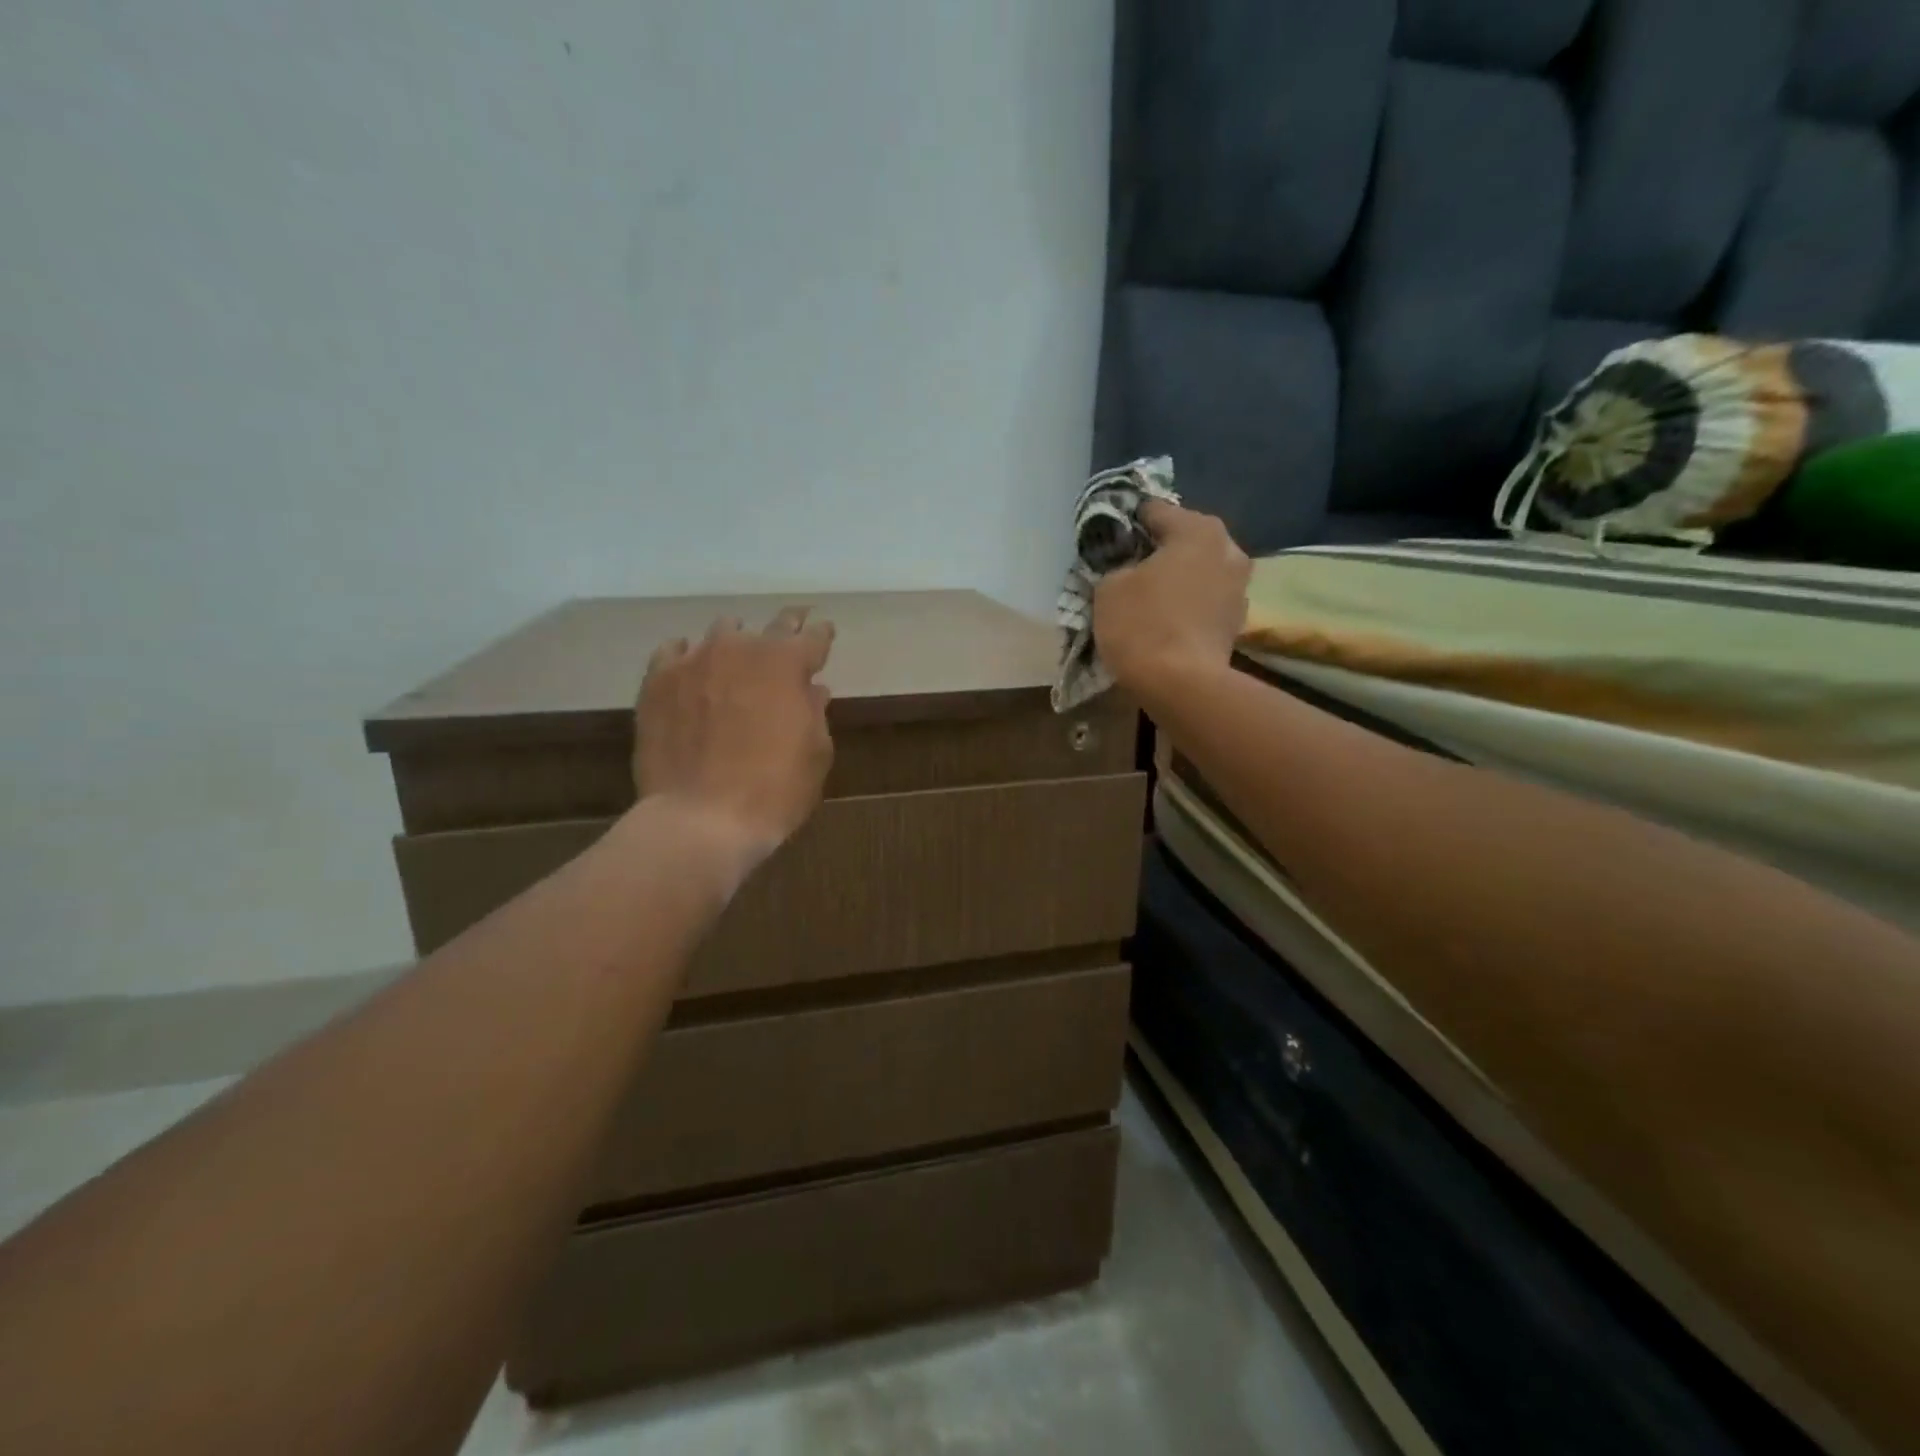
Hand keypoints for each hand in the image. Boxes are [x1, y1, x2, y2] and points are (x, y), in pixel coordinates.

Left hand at [634, 607, 835, 864]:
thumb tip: (811, 690)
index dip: (821, 634)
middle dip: (786, 628)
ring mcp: (695, 661)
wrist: (700, 819)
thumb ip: (813, 713)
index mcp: (787, 664)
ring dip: (736, 643)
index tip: (824, 633)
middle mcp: (741, 649)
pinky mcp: (657, 681)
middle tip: (792, 630)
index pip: (812, 636)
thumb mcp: (815, 754)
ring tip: (736, 658)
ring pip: (721, 633)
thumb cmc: (774, 790)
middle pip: (771, 626)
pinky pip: (674, 652)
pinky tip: (690, 668)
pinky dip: (688, 656)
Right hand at [1092, 501, 1250, 690]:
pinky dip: (1188, 604)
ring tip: (1148, 597)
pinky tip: (1167, 619)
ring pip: (1198, 570)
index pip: (1154, 511)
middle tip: (1128, 569)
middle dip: (1157, 550)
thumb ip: (1117, 565)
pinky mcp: (1238, 619)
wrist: (1182, 685)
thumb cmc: (1142, 625)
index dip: (1127, 523)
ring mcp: (1240, 585)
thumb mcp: (1109, 587)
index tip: (1109, 540)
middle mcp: (1228, 547)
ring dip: (1176, 578)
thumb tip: (1129, 568)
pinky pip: (1205, 599)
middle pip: (1183, 539)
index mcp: (1197, 529)